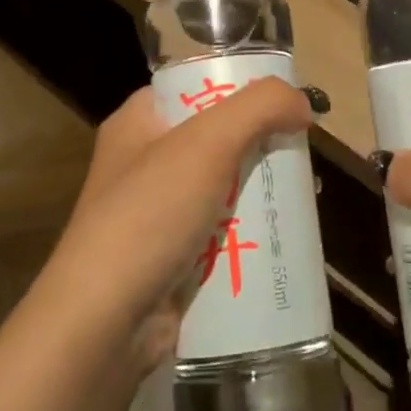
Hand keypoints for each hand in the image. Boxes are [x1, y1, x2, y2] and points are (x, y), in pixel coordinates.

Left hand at [39, 79, 314, 370]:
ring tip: (308, 193)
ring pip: (225, 185)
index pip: (195, 86)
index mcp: (139, 122)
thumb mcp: (207, 142)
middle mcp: (145, 161)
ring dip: (264, 188)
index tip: (286, 100)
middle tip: (304, 152)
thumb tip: (303, 103)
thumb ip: (260, 107)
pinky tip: (286, 233)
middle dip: (263, 142)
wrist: (103, 325)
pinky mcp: (173, 256)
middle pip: (219, 136)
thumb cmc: (149, 215)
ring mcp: (158, 212)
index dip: (241, 86)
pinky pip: (223, 231)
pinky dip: (253, 231)